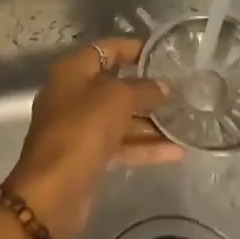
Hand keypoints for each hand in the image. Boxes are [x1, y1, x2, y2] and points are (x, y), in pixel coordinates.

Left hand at [4, 38, 180, 238]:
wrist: (53, 190)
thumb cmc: (82, 130)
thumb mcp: (117, 99)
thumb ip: (143, 89)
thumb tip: (163, 87)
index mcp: (71, 73)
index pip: (106, 50)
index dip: (133, 48)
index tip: (164, 53)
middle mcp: (72, 97)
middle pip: (114, 86)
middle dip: (147, 89)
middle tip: (182, 90)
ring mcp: (79, 129)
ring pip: (120, 119)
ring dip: (150, 122)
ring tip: (186, 121)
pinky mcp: (88, 158)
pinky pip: (120, 146)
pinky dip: (145, 148)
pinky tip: (177, 152)